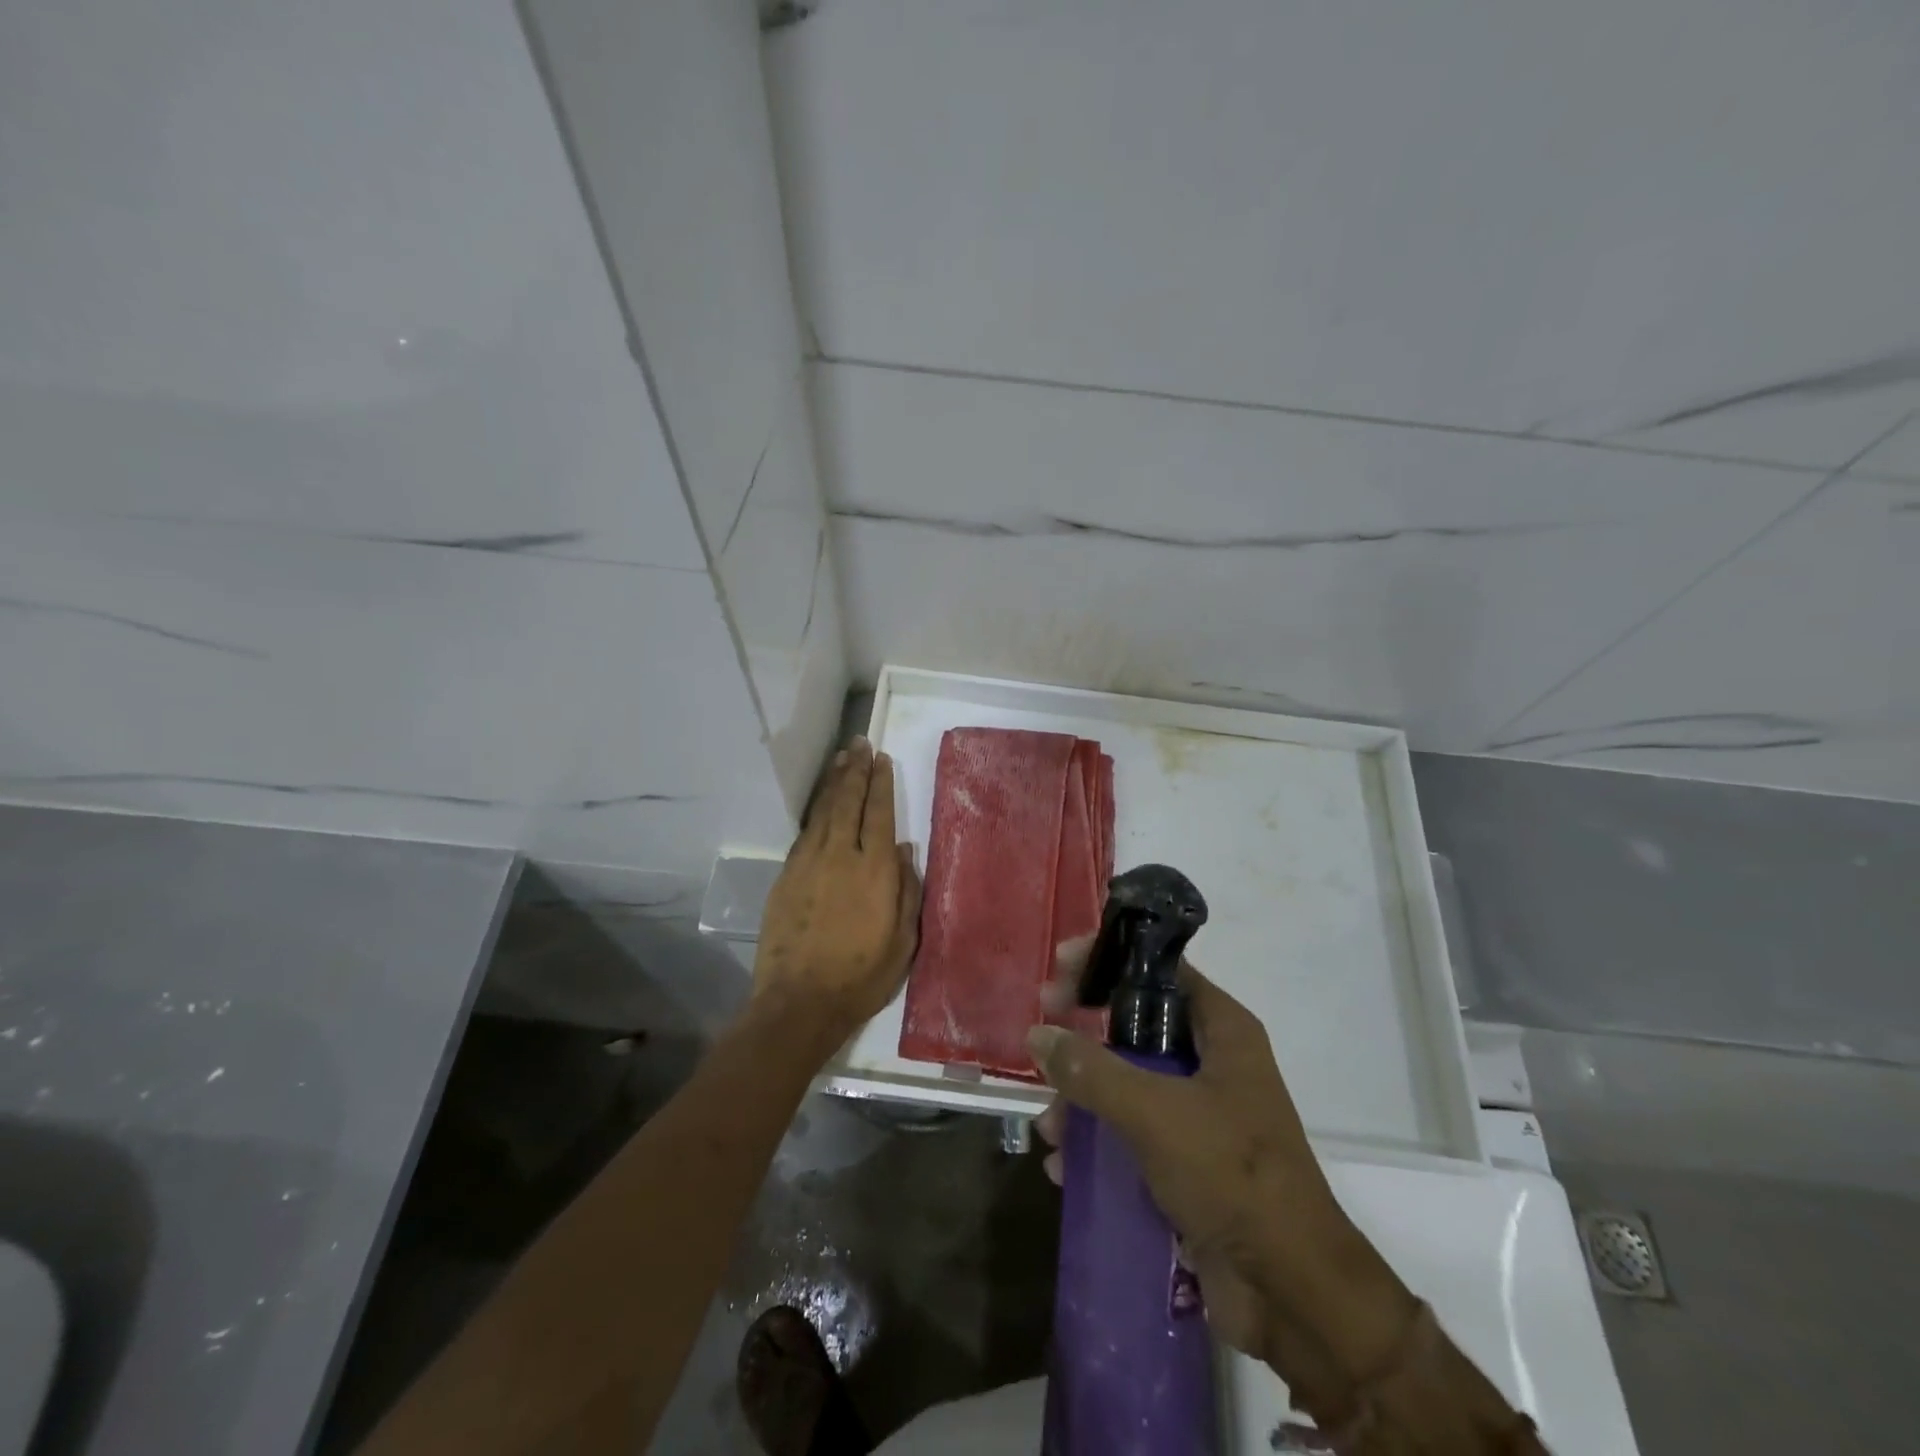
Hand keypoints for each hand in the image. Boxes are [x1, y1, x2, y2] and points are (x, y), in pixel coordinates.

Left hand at [754, 738, 922, 1039]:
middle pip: (848, 802)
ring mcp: (809, 863)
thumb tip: (907, 851)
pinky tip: (821, 803)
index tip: (881, 758)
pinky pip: (805, 832)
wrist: (800, 1002)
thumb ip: (908, 891)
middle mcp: (842, 856)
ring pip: (824, 811)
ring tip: (841, 759)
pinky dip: (815, 811)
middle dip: (855, 771)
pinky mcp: (787, 876)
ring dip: (833, 782)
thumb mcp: (903, 941)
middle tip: (859, 744)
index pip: (879, 813)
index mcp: (876, 870)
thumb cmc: (862, 976)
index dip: (880, 783)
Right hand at [1029, 950, 1417, 1392]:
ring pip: (1127, 1082)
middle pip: (1135, 1025)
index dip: (1108, 960)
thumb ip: (1093, 1071)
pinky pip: (1131, 1133)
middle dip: (1084, 1038)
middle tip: (1040, 1040)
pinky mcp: (1188, 1160)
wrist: (1293, 1294)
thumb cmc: (1233, 1176)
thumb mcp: (1156, 1113)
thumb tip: (1039, 1035)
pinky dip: (1097, 1143)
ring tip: (1048, 1129)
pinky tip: (1064, 1168)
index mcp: (1222, 1030)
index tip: (1059, 967)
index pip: (1160, 969)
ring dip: (1082, 1100)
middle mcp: (1212, 1062)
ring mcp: (1200, 1113)